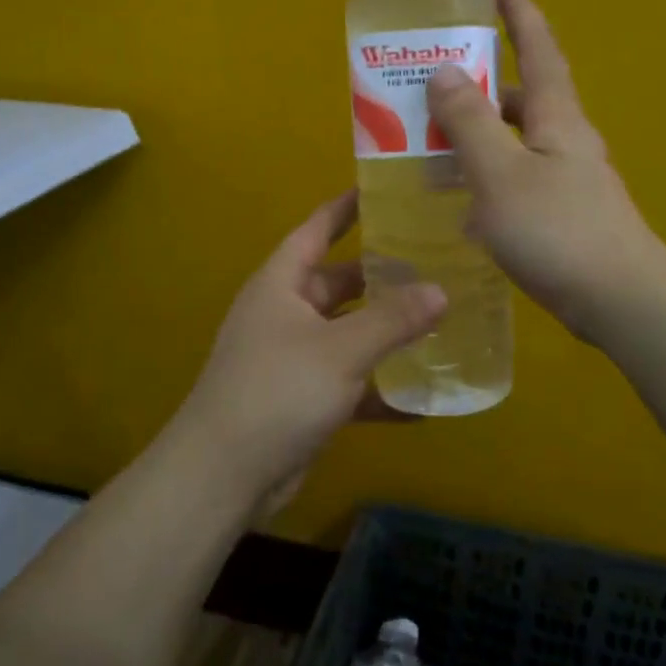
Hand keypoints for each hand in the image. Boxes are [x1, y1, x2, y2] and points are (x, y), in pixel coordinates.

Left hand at [172, 192, 446, 509]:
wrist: (224, 475)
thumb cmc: (277, 391)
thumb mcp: (341, 349)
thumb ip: (393, 319)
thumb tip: (441, 290)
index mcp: (281, 285)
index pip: (316, 230)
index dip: (345, 208)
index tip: (382, 190)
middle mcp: (285, 314)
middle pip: (340, 282)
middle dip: (382, 275)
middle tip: (433, 262)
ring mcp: (294, 358)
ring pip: (349, 333)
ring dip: (386, 331)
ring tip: (439, 319)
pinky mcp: (304, 399)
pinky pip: (350, 381)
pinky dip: (380, 387)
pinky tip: (423, 398)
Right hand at [426, 0, 665, 342]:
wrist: (620, 300)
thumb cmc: (557, 230)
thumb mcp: (500, 173)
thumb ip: (470, 122)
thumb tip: (445, 70)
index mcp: (558, 118)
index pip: (539, 50)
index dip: (519, 14)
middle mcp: (568, 141)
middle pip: (525, 98)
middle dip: (486, 84)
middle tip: (439, 83)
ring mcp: (571, 181)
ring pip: (519, 143)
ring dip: (482, 135)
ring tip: (436, 142)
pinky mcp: (567, 217)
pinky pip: (520, 180)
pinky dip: (490, 177)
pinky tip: (464, 203)